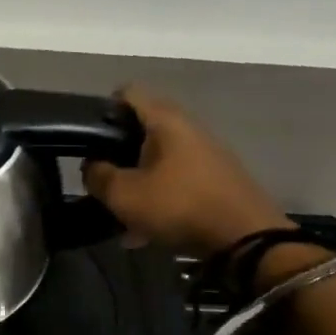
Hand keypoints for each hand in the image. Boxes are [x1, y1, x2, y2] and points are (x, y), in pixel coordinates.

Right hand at [81, 88, 289, 256]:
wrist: (247, 241)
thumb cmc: (179, 206)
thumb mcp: (123, 194)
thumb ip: (97, 175)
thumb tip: (92, 166)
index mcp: (166, 121)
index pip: (129, 93)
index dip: (104, 108)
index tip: (88, 135)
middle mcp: (189, 129)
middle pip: (143, 129)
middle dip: (118, 152)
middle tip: (101, 176)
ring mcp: (207, 156)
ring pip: (159, 160)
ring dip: (137, 180)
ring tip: (120, 210)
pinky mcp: (217, 181)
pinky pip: (176, 182)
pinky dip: (158, 198)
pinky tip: (144, 230)